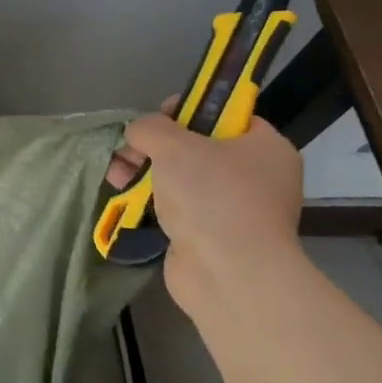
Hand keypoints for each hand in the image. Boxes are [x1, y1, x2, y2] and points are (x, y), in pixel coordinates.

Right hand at [108, 100, 303, 309]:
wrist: (228, 274)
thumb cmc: (212, 197)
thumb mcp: (175, 146)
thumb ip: (151, 128)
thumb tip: (138, 131)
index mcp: (265, 148)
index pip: (227, 115)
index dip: (190, 108)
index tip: (158, 116)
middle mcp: (257, 177)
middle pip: (198, 147)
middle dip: (156, 146)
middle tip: (129, 149)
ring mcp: (235, 210)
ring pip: (184, 179)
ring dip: (146, 172)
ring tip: (116, 176)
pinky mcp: (213, 237)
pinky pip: (179, 208)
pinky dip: (153, 202)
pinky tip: (125, 198)